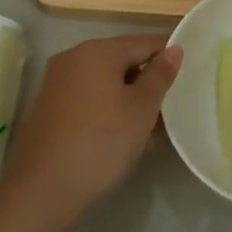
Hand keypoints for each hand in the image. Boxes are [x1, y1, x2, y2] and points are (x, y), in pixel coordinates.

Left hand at [0, 34, 182, 231]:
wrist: (43, 188)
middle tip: (172, 107)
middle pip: (122, 60)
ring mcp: (57, 81)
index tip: (189, 78)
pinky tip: (122, 133)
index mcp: (97, 50)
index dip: (169, 57)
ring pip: (105, 81)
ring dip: (129, 97)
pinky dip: (108, 107)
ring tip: (152, 125)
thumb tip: (174, 49)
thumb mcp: (141, 109)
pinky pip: (88, 96)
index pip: (144, 43)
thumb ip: (160, 76)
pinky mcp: (49, 105)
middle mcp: (73, 57)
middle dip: (148, 80)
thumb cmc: (101, 142)